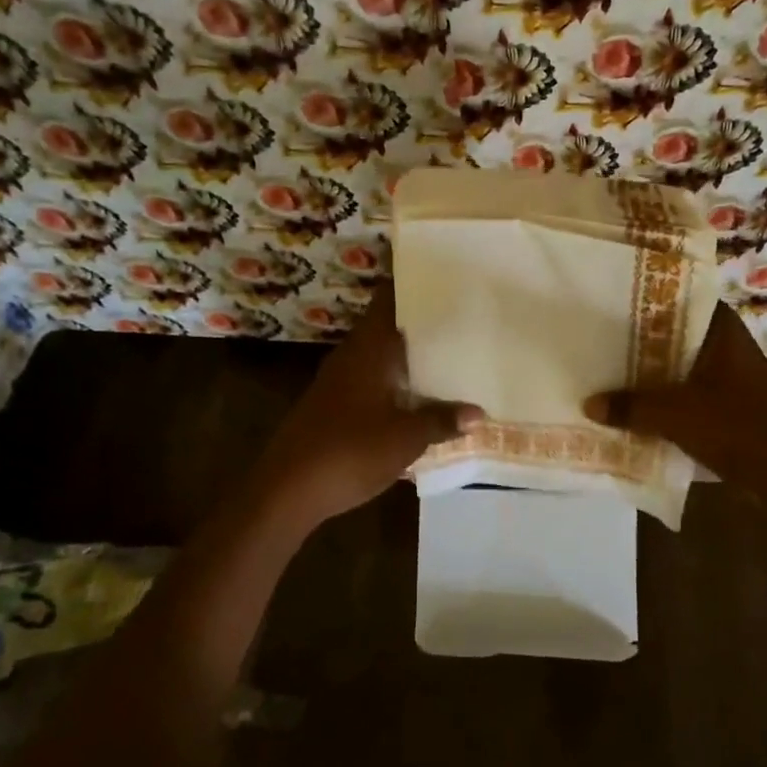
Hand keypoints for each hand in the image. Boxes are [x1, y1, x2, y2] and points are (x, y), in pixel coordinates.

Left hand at [250, 284, 481, 529]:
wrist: (287, 490)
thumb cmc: (350, 452)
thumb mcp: (406, 438)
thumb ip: (442, 421)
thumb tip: (478, 413)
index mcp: (368, 350)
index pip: (388, 300)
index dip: (411, 284)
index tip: (443, 275)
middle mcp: (351, 356)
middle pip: (386, 326)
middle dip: (419, 322)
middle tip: (460, 317)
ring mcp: (339, 381)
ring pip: (379, 355)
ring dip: (407, 354)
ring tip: (449, 353)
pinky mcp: (333, 406)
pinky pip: (372, 380)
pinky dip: (395, 380)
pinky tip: (418, 396)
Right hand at [583, 302, 766, 498]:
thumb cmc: (740, 428)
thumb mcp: (677, 416)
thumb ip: (631, 407)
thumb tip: (588, 404)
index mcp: (720, 329)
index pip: (676, 297)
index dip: (641, 298)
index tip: (604, 303)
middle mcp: (725, 344)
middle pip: (672, 334)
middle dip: (636, 341)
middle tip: (593, 339)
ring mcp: (728, 375)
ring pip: (677, 366)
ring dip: (648, 373)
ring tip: (603, 372)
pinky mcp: (727, 404)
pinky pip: (685, 392)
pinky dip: (662, 398)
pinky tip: (632, 407)